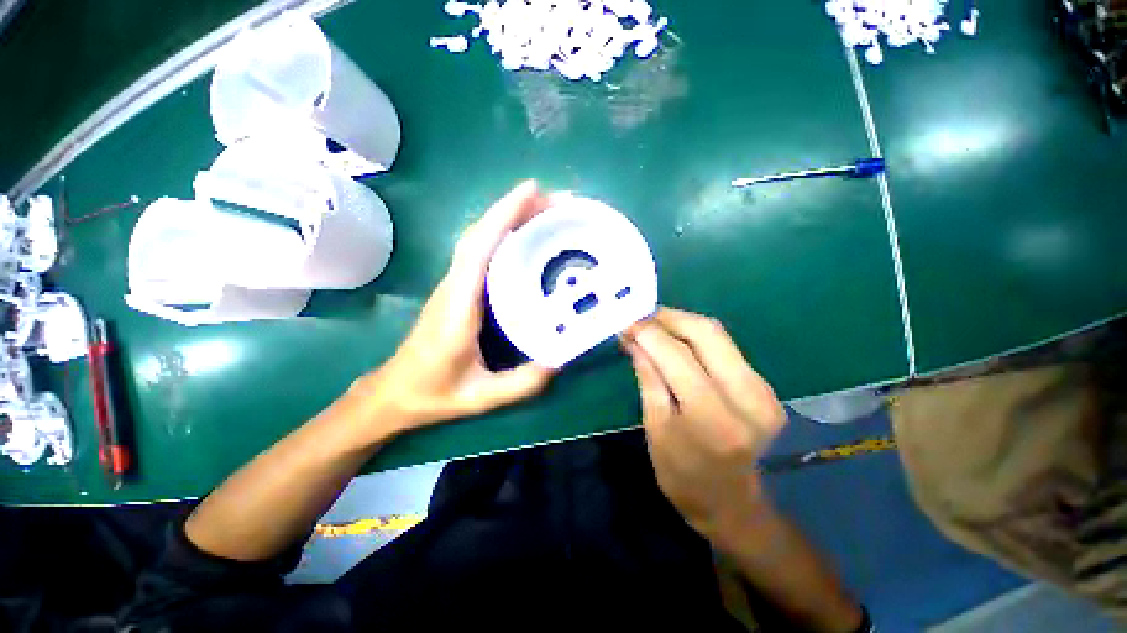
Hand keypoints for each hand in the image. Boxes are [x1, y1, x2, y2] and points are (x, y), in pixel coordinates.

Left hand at [354, 181, 554, 435]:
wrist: (394, 392)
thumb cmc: (433, 392)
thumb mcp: (481, 396)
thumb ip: (522, 383)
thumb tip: (560, 359)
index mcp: (458, 306)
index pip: (478, 249)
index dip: (503, 216)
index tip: (532, 191)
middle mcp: (453, 285)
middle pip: (480, 234)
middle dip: (514, 209)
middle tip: (554, 200)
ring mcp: (453, 284)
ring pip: (478, 239)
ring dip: (508, 218)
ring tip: (544, 211)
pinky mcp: (456, 288)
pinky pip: (480, 252)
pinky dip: (501, 235)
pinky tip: (523, 237)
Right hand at [622, 307, 786, 541]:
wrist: (730, 503)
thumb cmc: (681, 475)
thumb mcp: (655, 427)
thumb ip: (648, 377)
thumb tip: (634, 339)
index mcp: (713, 418)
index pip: (676, 356)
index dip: (648, 333)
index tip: (626, 323)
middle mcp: (747, 397)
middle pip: (706, 333)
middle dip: (669, 317)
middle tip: (641, 316)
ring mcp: (763, 390)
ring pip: (718, 335)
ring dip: (682, 324)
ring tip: (654, 325)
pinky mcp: (765, 387)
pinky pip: (725, 348)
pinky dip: (696, 338)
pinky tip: (676, 341)